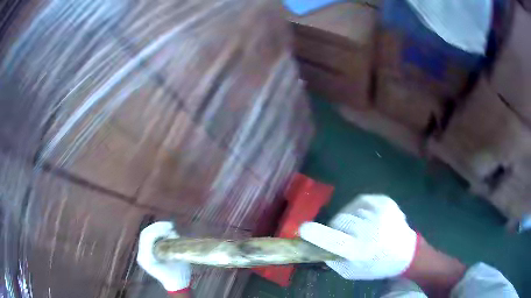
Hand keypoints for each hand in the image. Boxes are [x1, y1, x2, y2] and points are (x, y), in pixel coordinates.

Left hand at [137, 222, 191, 291]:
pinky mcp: (145, 253)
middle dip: (157, 227)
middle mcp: (141, 255)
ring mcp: (142, 254)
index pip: (148, 238)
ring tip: (169, 227)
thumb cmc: (178, 274)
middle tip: (170, 225)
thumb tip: (170, 232)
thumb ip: (172, 246)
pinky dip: (156, 233)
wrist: (176, 284)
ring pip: (145, 234)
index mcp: (147, 259)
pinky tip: (165, 232)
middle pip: (145, 234)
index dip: (158, 229)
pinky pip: (147, 239)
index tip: (171, 227)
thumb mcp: (177, 260)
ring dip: (157, 228)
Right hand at [299, 194, 417, 279]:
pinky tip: (366, 219)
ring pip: (350, 211)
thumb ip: (332, 259)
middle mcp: (372, 230)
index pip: (336, 241)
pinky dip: (358, 209)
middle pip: (340, 220)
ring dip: (348, 219)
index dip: (318, 235)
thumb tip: (315, 245)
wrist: (406, 252)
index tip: (303, 228)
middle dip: (335, 227)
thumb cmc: (376, 265)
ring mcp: (380, 212)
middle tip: (342, 235)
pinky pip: (360, 201)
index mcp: (362, 251)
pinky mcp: (385, 201)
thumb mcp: (351, 271)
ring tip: (360, 229)